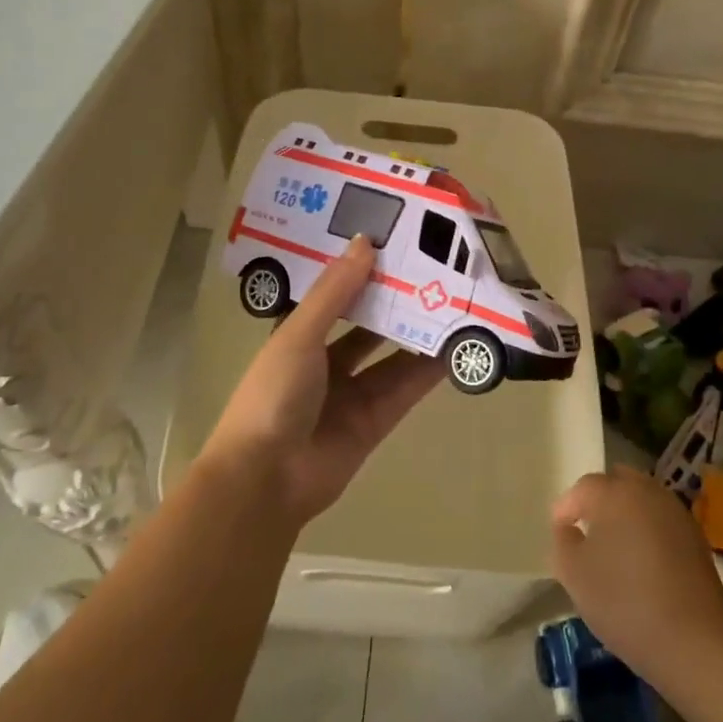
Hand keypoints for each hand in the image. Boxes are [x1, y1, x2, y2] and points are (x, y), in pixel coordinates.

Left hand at [201, 236, 446, 526]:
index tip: (394, 243)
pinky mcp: (376, 421)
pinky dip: (430, 370)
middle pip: (370, 325)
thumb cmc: (272, 396)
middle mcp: (327, 362)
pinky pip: (407, 388)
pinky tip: (457, 346)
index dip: (362, 272)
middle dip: (398, 302)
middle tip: (436, 270)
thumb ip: (334, 292)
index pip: (336, 296)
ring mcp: (353, 393)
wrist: (265, 480)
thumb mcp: (299, 335)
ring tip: (456, 302)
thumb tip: (365, 242)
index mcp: (300, 337)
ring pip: (394, 356)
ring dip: (420, 333)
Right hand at [551, 466, 722, 683]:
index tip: (560, 532)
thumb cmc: (624, 601)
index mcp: (614, 493)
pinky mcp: (695, 535)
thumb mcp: (574, 575)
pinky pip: (660, 520)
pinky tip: (644, 563)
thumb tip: (569, 529)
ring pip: (641, 500)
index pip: (582, 488)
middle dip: (599, 502)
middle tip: (588, 532)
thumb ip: (563, 542)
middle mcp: (646, 491)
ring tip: (616, 549)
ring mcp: (675, 511)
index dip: (566, 508)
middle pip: (616, 483)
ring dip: (625, 515)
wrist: (694, 639)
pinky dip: (648, 531)